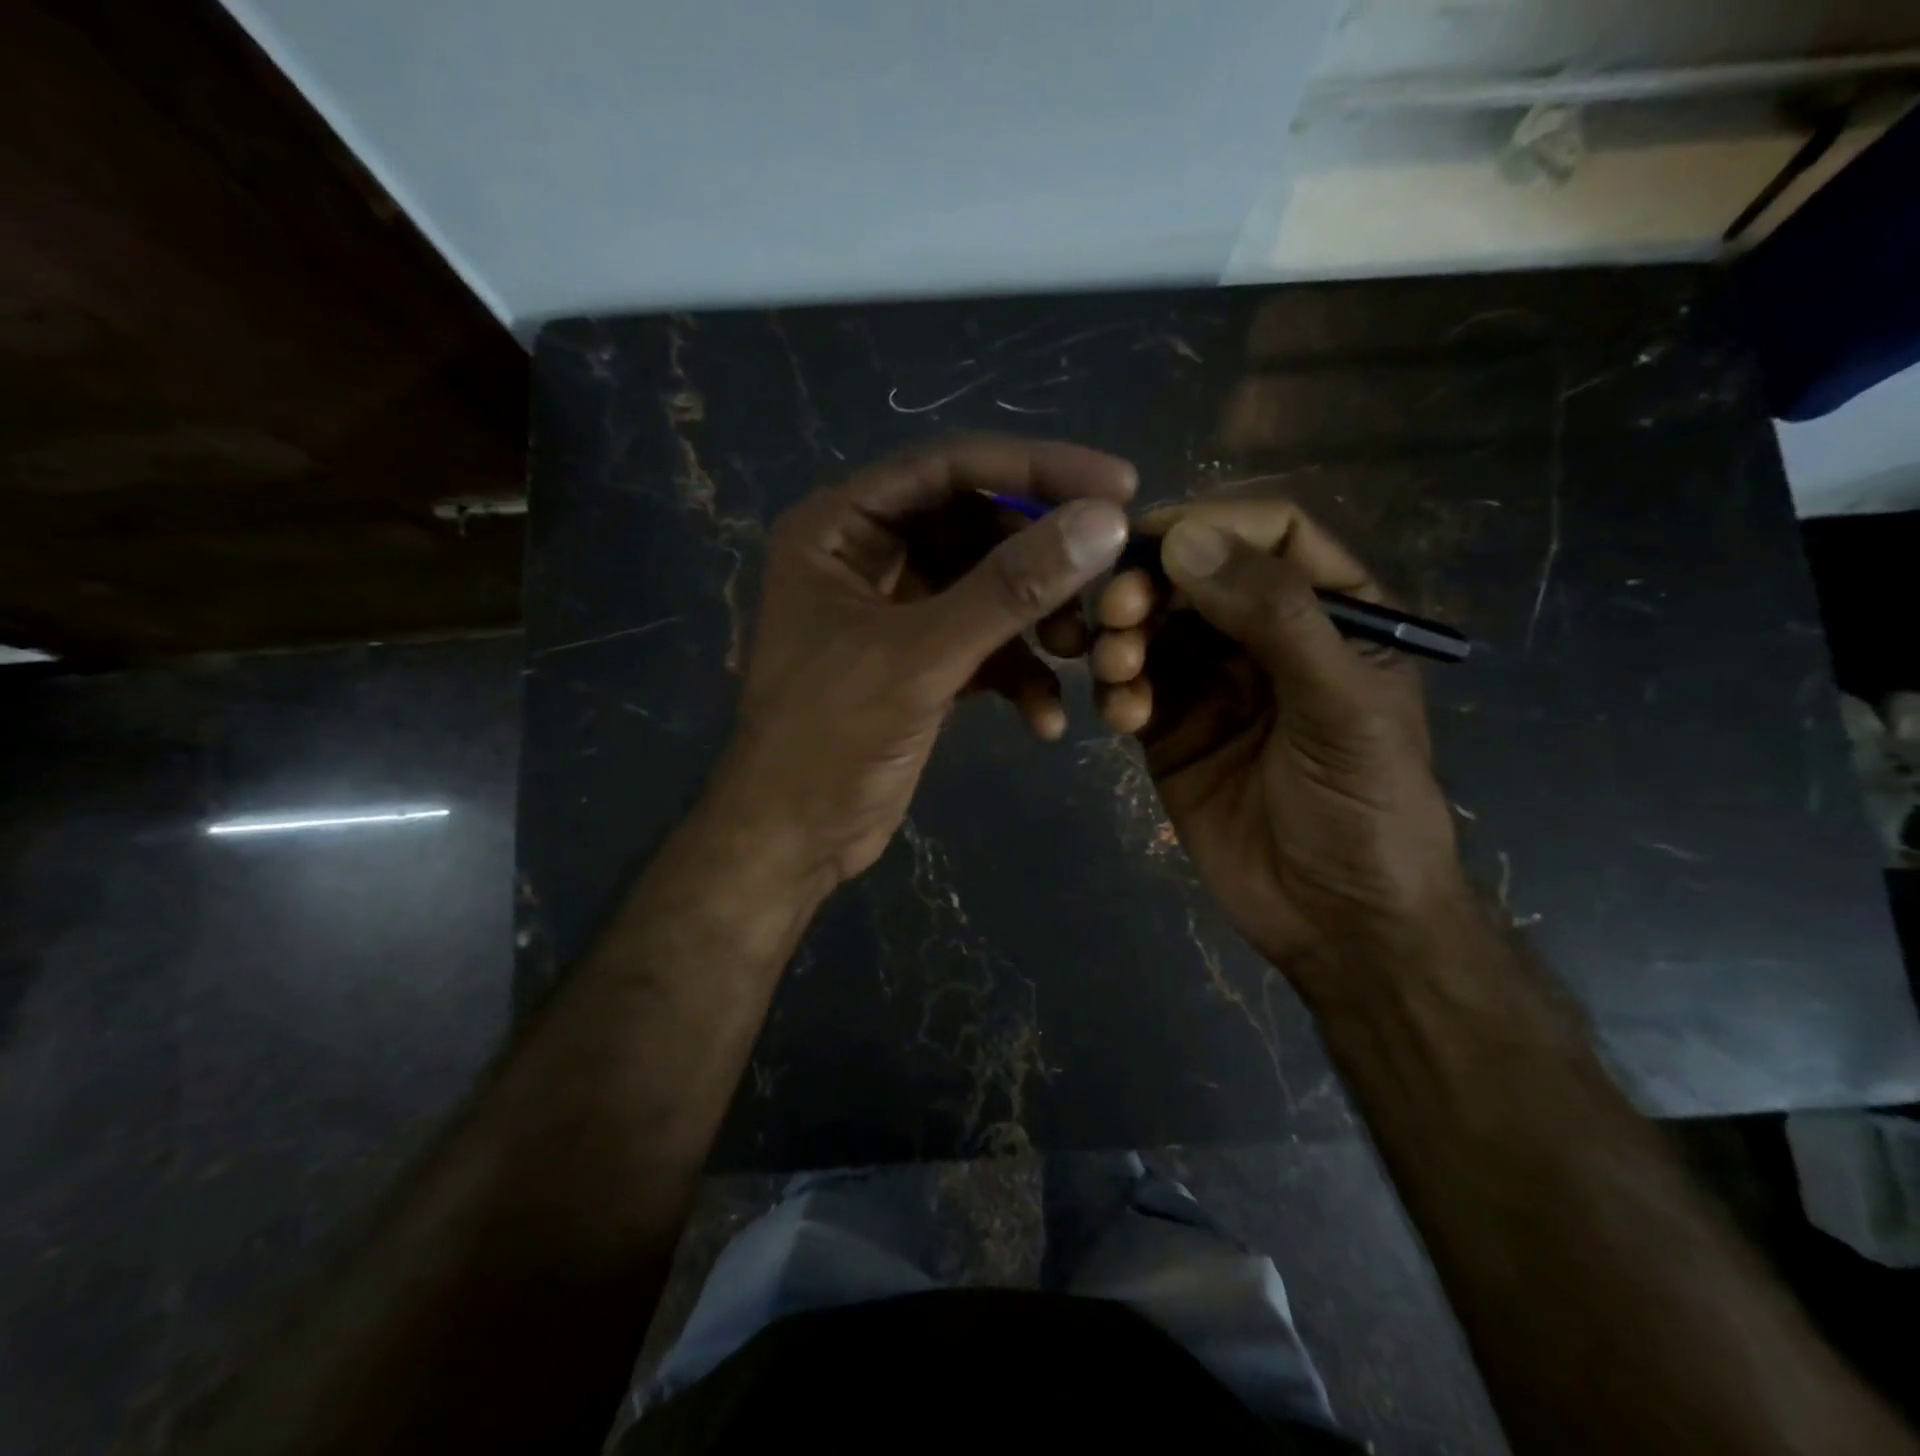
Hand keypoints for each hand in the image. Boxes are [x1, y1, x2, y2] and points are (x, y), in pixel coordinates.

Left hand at [721, 435, 1134, 886]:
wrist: (794, 840)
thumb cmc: (830, 739)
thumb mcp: (920, 658)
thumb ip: (1009, 588)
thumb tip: (1104, 521)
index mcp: (838, 528)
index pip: (947, 467)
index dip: (1034, 468)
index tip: (1119, 483)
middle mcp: (865, 557)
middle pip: (974, 525)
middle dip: (1041, 557)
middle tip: (1111, 573)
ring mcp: (895, 611)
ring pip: (986, 588)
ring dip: (1036, 620)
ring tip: (1078, 651)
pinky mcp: (919, 662)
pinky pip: (982, 644)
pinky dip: (1017, 674)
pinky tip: (1044, 719)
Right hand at [1090, 499, 1469, 992]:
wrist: (1336, 920)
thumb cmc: (1365, 808)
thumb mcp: (1338, 705)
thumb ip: (1273, 616)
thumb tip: (1184, 539)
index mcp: (1330, 613)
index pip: (1271, 534)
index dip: (1210, 524)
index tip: (1147, 540)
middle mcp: (1266, 637)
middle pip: (1195, 576)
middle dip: (1150, 587)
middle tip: (1117, 612)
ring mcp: (1213, 684)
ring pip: (1152, 629)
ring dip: (1124, 639)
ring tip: (1118, 671)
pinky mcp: (1171, 729)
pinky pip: (1131, 687)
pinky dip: (1116, 691)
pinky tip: (1122, 718)